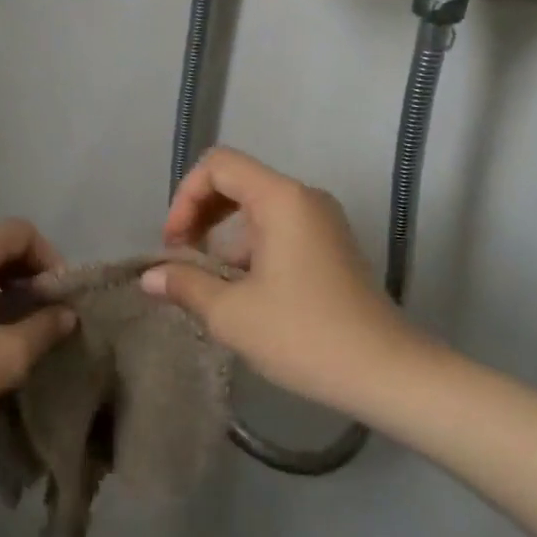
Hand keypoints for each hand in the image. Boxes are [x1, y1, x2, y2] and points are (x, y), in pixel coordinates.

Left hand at [0, 220, 75, 446]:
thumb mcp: (5, 356)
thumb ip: (44, 329)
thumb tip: (67, 315)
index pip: (24, 233)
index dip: (51, 260)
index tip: (61, 300)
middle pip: (2, 246)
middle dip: (31, 277)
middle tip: (47, 317)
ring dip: (7, 292)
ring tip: (21, 332)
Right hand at [143, 147, 421, 411]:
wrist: (387, 372)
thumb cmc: (304, 335)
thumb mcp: (233, 314)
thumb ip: (186, 285)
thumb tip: (150, 277)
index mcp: (281, 198)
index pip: (219, 165)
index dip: (185, 196)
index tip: (175, 245)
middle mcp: (304, 197)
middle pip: (238, 181)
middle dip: (201, 214)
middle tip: (183, 258)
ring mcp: (322, 220)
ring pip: (257, 208)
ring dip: (224, 236)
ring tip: (210, 285)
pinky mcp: (331, 245)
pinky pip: (279, 228)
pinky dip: (251, 248)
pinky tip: (243, 293)